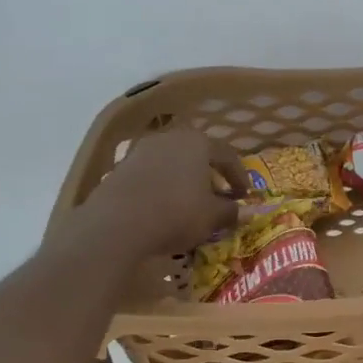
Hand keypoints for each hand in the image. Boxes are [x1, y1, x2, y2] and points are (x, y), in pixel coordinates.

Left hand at [54, 129, 247, 262]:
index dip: (239, 176)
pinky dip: (163, 186)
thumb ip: (231, 211)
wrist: (115, 224)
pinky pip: (151, 174)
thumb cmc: (176, 213)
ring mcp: (142, 150)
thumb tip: (247, 212)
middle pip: (198, 154)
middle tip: (219, 196)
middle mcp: (170, 138)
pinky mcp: (120, 167)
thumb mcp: (212, 217)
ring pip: (173, 162)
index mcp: (198, 142)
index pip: (227, 155)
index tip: (245, 196)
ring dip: (185, 180)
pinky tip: (164, 207)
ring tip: (191, 203)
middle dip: (211, 175)